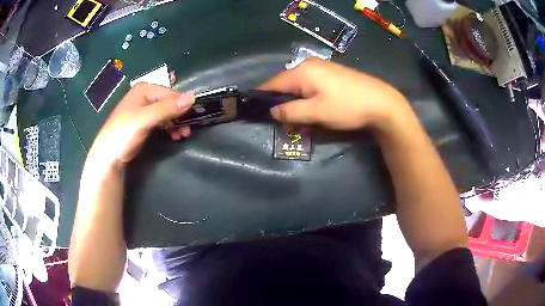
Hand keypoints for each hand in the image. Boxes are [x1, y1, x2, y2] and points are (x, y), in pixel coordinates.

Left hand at [88, 83, 194, 167]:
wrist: (108, 157)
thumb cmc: (123, 134)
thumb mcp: (145, 119)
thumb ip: (167, 108)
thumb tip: (193, 97)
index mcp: (143, 89)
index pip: (170, 93)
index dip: (181, 106)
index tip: (190, 120)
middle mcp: (144, 96)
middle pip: (169, 102)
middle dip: (179, 116)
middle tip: (187, 131)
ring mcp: (143, 109)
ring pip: (166, 112)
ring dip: (176, 123)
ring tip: (182, 135)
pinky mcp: (143, 122)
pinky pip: (161, 121)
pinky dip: (169, 127)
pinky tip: (173, 135)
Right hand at [259, 58, 409, 129]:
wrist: (381, 102)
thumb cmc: (347, 107)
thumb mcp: (316, 113)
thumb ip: (290, 112)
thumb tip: (272, 111)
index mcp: (301, 71)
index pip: (272, 84)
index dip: (263, 99)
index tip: (258, 114)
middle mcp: (308, 65)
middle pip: (285, 85)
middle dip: (282, 104)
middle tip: (284, 123)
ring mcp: (321, 68)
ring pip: (298, 87)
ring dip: (295, 103)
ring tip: (299, 120)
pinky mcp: (331, 74)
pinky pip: (310, 86)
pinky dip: (307, 99)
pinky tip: (313, 110)